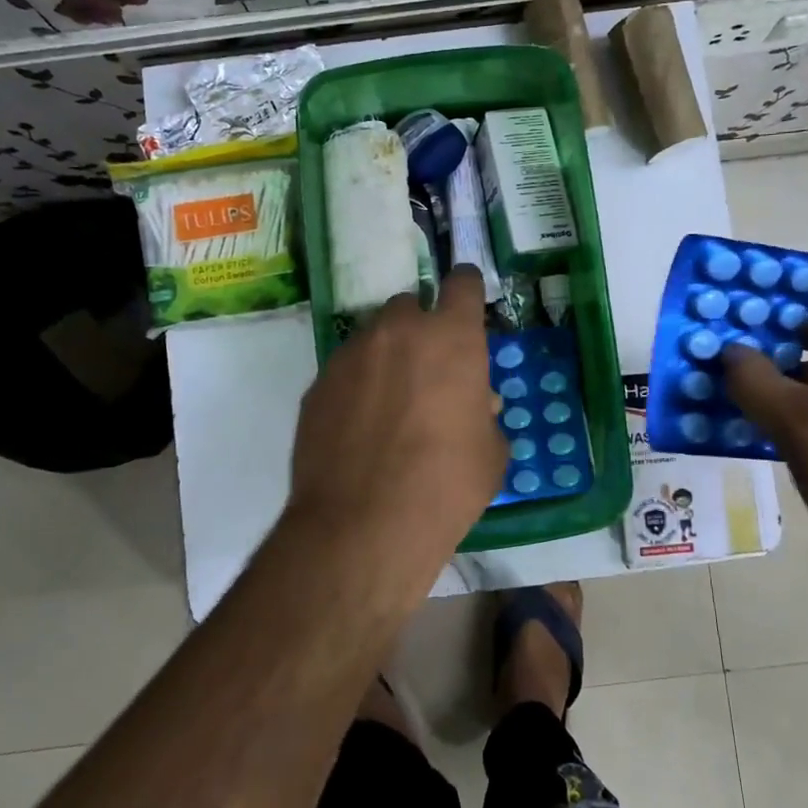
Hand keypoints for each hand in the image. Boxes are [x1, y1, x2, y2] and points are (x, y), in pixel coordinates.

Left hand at [287, 267, 506, 556]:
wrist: (363, 524)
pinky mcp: (318, 383)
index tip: (466, 297)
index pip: (461, 283)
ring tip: (388, 402)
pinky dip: (356, 385)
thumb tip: (475, 404)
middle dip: (420, 327)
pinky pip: (345, 370)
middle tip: (427, 368)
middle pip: (410, 306)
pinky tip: (358, 425)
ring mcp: (351, 354)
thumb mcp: (489, 453)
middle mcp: (398, 331)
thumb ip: (483, 414)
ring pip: (373, 337)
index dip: (466, 287)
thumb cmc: (446, 485)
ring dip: (386, 355)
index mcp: (450, 337)